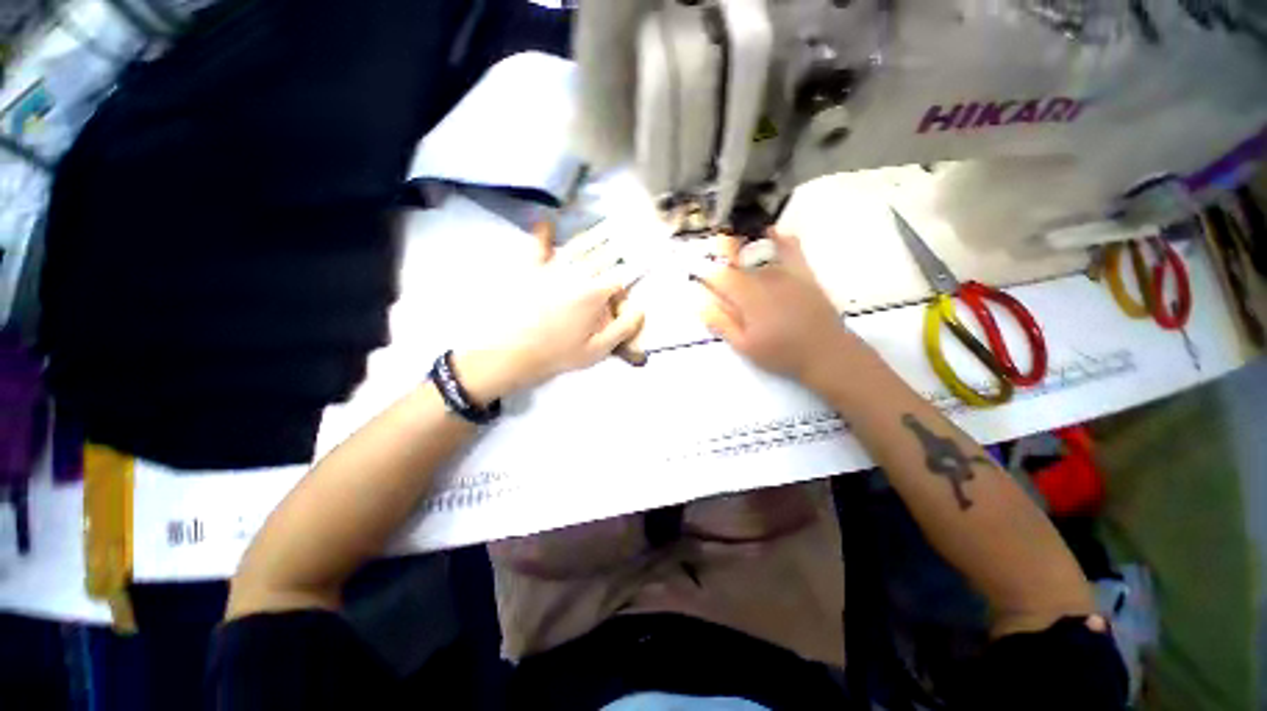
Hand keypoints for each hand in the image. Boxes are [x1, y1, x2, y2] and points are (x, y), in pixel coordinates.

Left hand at [456, 222, 644, 403]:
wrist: (513, 353)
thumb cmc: (559, 354)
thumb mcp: (598, 350)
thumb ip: (623, 328)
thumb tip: (640, 308)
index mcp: (595, 293)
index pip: (623, 274)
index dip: (639, 263)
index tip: (650, 252)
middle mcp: (577, 274)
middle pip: (605, 253)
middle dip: (622, 243)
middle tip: (635, 229)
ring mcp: (552, 268)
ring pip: (579, 244)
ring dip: (596, 232)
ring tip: (608, 222)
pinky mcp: (531, 269)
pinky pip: (538, 244)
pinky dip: (543, 231)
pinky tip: (547, 220)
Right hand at [698, 229, 857, 388]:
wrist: (827, 352)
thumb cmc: (782, 353)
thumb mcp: (745, 346)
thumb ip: (722, 323)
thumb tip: (701, 305)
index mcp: (749, 297)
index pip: (721, 277)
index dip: (705, 273)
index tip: (696, 272)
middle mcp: (766, 279)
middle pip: (738, 257)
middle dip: (721, 250)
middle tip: (712, 247)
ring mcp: (786, 273)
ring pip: (762, 249)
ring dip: (744, 241)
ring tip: (733, 235)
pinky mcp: (804, 273)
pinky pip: (791, 248)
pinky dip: (780, 238)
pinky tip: (771, 233)